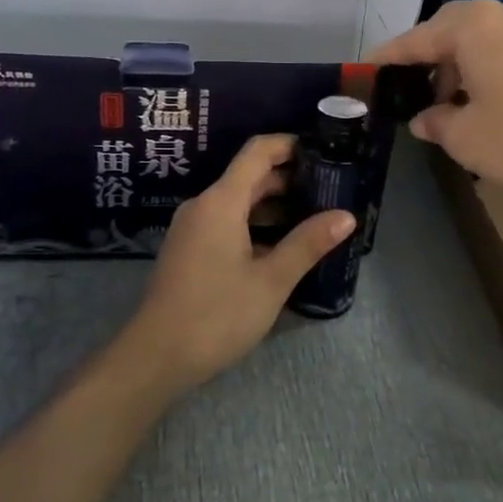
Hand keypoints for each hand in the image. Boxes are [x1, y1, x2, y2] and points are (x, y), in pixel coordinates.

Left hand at [123, 134, 355, 391]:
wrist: (156, 357)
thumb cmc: (216, 315)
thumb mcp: (271, 280)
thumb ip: (308, 243)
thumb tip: (346, 216)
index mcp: (221, 201)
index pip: (257, 152)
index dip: (289, 145)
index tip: (323, 151)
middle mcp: (203, 205)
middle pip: (249, 176)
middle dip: (289, 179)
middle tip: (330, 189)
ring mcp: (193, 228)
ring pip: (238, 202)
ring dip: (273, 205)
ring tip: (314, 217)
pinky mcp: (189, 250)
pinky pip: (226, 222)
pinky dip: (255, 224)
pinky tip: (281, 246)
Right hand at [371, 0, 502, 206]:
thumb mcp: (464, 138)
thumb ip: (434, 122)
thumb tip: (423, 118)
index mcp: (469, 26)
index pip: (412, 40)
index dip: (385, 60)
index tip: (363, 73)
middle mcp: (499, 15)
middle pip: (444, 33)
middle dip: (423, 62)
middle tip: (407, 93)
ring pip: (475, 42)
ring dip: (454, 69)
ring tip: (445, 106)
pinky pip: (500, 51)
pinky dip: (482, 71)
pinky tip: (482, 103)